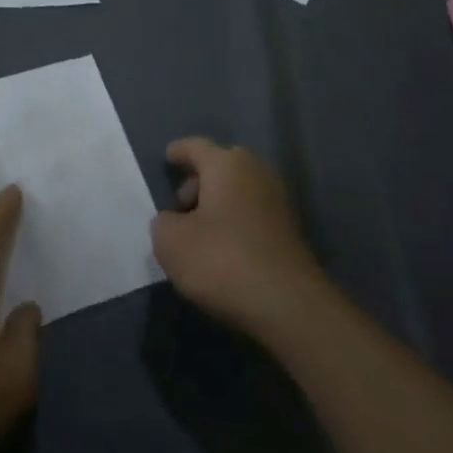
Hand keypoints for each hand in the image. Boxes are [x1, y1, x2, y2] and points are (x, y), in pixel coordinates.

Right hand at [152, 137, 327, 342]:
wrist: (290, 306)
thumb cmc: (223, 261)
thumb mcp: (171, 243)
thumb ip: (163, 223)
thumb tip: (174, 221)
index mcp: (226, 163)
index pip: (195, 147)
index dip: (178, 152)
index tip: (167, 158)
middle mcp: (255, 171)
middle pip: (219, 167)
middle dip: (197, 183)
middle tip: (178, 208)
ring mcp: (277, 200)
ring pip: (237, 191)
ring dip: (217, 206)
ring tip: (198, 235)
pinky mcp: (290, 230)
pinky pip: (252, 214)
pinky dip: (235, 223)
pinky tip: (224, 251)